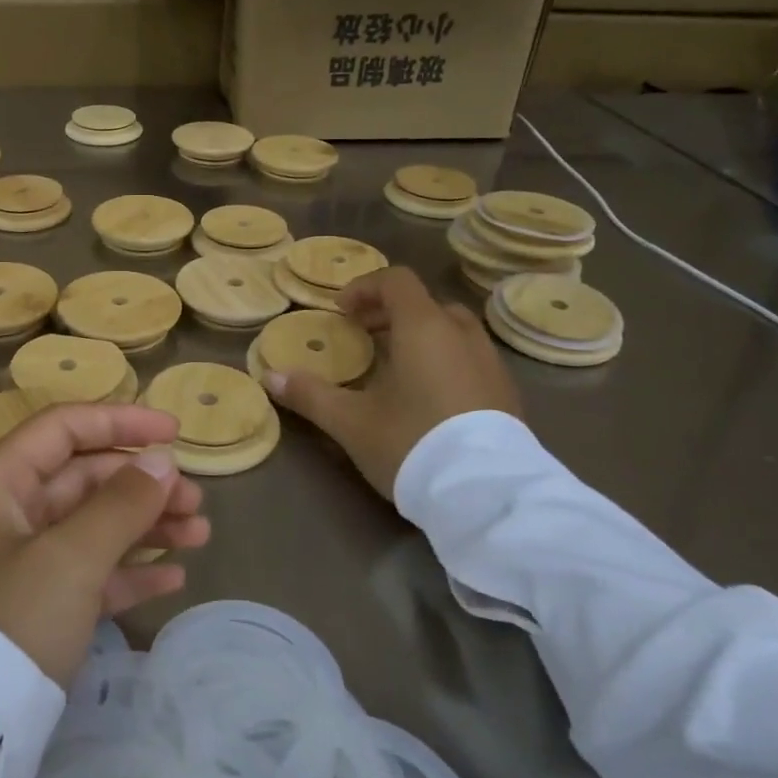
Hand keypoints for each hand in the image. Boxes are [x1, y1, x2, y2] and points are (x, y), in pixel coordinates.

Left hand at [0, 404, 209, 687]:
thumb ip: (121, 504)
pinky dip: (127, 571)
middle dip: (141, 484)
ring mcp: (18, 563)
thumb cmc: (9, 622)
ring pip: (90, 526)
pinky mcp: (33, 609)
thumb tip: (162, 461)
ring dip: (144, 526)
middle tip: (195, 501)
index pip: (63, 428)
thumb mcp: (70, 557)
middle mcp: (5, 513)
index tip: (174, 432)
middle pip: (82, 477)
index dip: (120, 422)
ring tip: (199, 534)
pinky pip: (87, 573)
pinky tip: (172, 578)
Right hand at [263, 266, 520, 497]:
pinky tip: (427, 398)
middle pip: (424, 304)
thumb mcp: (351, 422)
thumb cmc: (412, 443)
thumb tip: (269, 377)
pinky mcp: (507, 394)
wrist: (487, 496)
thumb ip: (309, 394)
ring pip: (452, 331)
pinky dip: (444, 360)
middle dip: (390, 313)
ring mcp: (491, 363)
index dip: (364, 288)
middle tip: (363, 336)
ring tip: (394, 367)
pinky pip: (470, 358)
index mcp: (424, 327)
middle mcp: (462, 335)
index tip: (341, 312)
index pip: (396, 281)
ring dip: (420, 336)